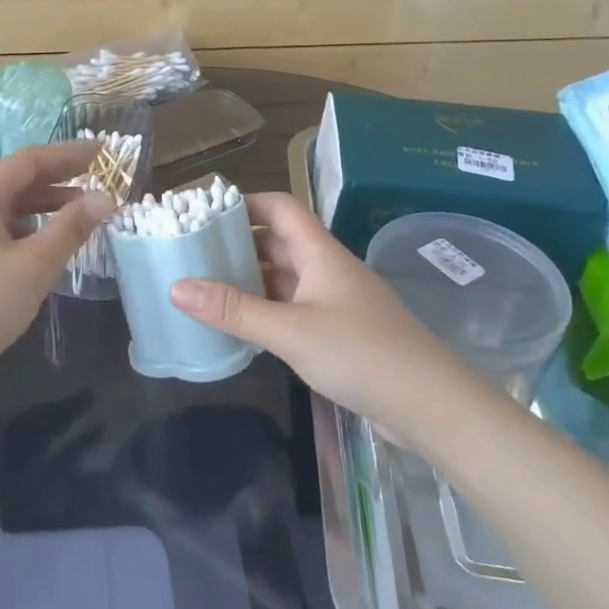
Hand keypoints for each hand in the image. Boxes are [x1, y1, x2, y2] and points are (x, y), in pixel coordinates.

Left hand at [0, 143, 114, 385]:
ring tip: (78, 212)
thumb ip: (71, 228)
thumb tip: (105, 199)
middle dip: (58, 177)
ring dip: (43, 206)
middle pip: (16, 181)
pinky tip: (44, 247)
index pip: (28, 161)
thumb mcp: (34, 265)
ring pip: (7, 209)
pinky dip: (27, 230)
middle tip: (96, 177)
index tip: (102, 151)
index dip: (67, 154)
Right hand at [168, 192, 495, 448]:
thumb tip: (176, 287)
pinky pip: (293, 307)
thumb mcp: (290, 330)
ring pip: (284, 276)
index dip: (244, 202)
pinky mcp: (340, 331)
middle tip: (193, 252)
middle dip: (238, 243)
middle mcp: (327, 268)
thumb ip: (233, 310)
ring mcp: (335, 300)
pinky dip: (266, 308)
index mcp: (319, 252)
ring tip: (206, 286)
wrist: (432, 405)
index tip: (204, 212)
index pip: (279, 207)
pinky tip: (241, 324)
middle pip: (277, 241)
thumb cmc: (361, 353)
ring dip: (250, 278)